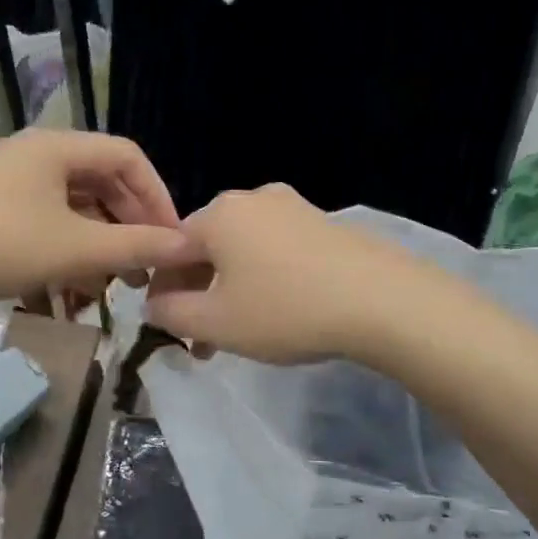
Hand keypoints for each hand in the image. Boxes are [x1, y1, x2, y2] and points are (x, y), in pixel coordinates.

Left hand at [0, 130, 202, 306]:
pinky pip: (46, 220)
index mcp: (59, 146)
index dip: (158, 196)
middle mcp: (36, 154)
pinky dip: (67, 248)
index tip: (172, 239)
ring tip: (113, 284)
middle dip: (129, 225)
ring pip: (74, 205)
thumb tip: (187, 245)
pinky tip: (72, 287)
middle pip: (101, 181)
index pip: (129, 157)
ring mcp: (11, 180)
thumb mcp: (75, 249)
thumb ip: (135, 246)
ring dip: (99, 242)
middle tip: (145, 267)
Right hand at [144, 184, 421, 363]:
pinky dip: (265, 279)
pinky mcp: (326, 224)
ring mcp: (294, 208)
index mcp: (219, 214)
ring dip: (231, 291)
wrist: (384, 301)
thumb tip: (153, 305)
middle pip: (208, 248)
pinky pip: (278, 251)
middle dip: (199, 294)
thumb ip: (171, 313)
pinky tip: (279, 311)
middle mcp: (253, 199)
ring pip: (243, 252)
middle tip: (202, 340)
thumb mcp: (216, 323)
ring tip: (239, 334)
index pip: (170, 249)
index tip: (167, 326)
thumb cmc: (286, 310)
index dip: (162, 290)